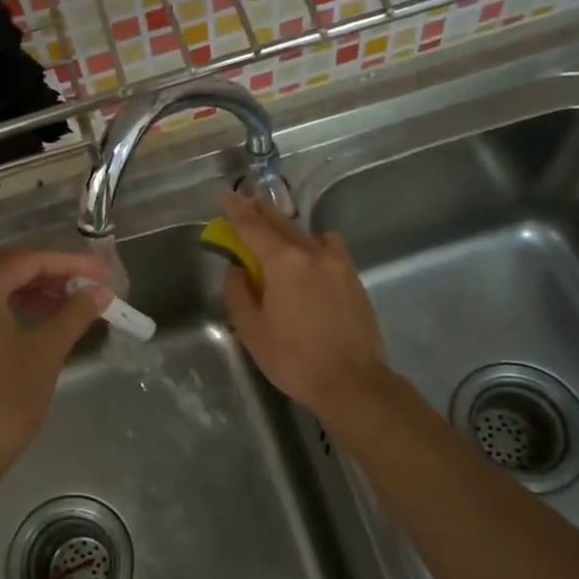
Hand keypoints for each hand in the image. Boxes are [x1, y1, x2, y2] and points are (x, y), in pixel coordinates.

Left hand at [0, 247, 109, 485]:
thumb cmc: (3, 401)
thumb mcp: (46, 354)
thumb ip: (74, 315)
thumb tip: (100, 292)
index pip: (28, 260)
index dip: (69, 263)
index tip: (102, 271)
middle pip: (7, 267)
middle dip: (50, 272)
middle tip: (88, 283)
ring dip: (32, 289)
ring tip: (71, 302)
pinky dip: (11, 306)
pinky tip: (40, 320)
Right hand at [218, 192, 389, 416]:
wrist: (352, 382)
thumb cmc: (294, 360)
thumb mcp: (252, 330)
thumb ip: (238, 293)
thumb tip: (236, 270)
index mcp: (283, 262)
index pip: (252, 227)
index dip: (236, 211)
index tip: (226, 195)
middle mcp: (311, 252)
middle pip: (280, 223)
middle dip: (261, 213)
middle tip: (246, 204)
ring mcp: (337, 262)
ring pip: (306, 233)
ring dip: (286, 226)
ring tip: (274, 230)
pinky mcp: (353, 276)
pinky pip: (329, 246)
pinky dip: (314, 242)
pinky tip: (310, 254)